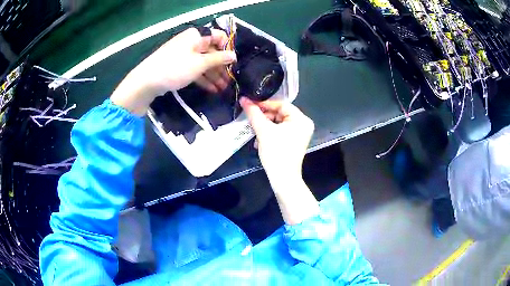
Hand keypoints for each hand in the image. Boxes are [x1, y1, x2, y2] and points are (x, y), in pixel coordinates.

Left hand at [111, 27, 236, 115]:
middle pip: (211, 52)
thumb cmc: (175, 68)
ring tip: (223, 88)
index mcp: (197, 36)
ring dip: (214, 75)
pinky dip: (203, 78)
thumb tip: (234, 55)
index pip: (219, 37)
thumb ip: (219, 59)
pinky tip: (212, 89)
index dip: (228, 48)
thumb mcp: (200, 63)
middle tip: (230, 80)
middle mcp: (191, 42)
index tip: (233, 63)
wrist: (147, 81)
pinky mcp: (178, 66)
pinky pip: (194, 69)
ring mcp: (184, 54)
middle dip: (221, 66)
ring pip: (203, 63)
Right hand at [240, 97, 317, 224]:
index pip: (281, 104)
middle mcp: (303, 125)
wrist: (283, 178)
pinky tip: (259, 141)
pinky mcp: (294, 142)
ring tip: (254, 133)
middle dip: (264, 118)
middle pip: (280, 114)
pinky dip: (269, 134)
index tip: (250, 104)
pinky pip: (280, 132)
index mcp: (301, 119)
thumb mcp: (263, 131)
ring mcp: (300, 134)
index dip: (264, 104)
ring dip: (264, 127)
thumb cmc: (276, 152)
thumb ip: (253, 113)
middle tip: (251, 120)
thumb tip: (244, 99)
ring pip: (278, 124)